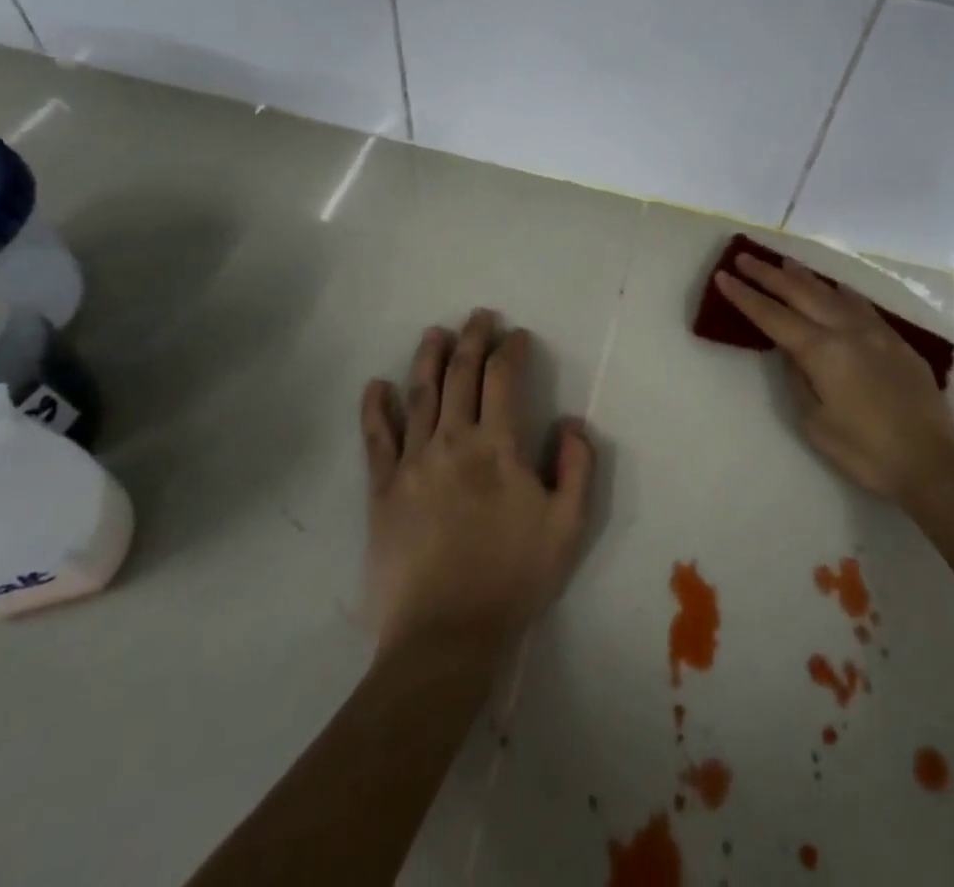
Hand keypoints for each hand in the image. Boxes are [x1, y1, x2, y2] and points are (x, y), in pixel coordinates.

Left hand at [360, 310, 595, 656]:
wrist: (444, 636)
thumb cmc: (513, 577)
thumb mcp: (567, 526)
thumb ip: (578, 467)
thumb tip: (573, 422)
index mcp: (498, 445)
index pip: (504, 378)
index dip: (512, 350)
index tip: (518, 336)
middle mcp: (452, 440)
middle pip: (461, 374)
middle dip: (473, 339)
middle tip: (479, 316)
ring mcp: (412, 463)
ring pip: (419, 395)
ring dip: (428, 358)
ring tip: (435, 333)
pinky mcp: (382, 490)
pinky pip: (376, 439)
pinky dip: (375, 408)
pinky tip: (376, 386)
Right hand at [716, 254, 953, 498]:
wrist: (932, 461)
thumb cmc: (866, 452)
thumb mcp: (816, 423)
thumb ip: (799, 379)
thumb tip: (792, 352)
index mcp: (822, 351)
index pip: (773, 317)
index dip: (745, 296)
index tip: (723, 276)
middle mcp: (846, 330)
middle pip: (800, 293)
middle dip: (768, 275)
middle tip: (744, 257)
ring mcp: (875, 331)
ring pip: (832, 292)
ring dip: (804, 276)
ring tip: (783, 261)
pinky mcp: (896, 340)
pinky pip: (861, 305)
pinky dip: (840, 291)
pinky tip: (835, 287)